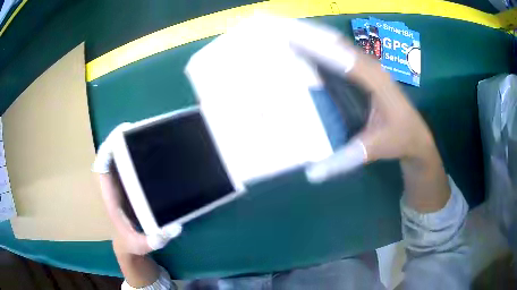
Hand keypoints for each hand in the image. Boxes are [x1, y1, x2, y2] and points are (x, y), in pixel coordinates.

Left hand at [93, 123, 181, 254]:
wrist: (126, 243)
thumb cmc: (130, 242)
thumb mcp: (141, 245)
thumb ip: (155, 240)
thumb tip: (175, 228)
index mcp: (110, 196)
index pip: (102, 167)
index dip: (108, 149)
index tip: (121, 133)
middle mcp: (113, 185)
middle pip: (111, 156)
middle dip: (121, 140)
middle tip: (140, 128)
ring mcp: (119, 184)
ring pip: (118, 158)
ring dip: (127, 145)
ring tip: (147, 134)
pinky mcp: (127, 186)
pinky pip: (126, 165)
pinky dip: (133, 155)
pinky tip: (150, 151)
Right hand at [289, 19, 449, 211]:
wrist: (417, 136)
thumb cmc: (399, 139)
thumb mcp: (374, 150)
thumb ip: (345, 159)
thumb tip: (311, 173)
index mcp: (376, 82)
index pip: (343, 59)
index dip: (317, 47)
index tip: (290, 37)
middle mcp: (373, 68)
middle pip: (338, 43)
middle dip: (311, 33)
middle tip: (282, 26)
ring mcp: (370, 67)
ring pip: (340, 45)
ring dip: (316, 36)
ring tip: (289, 31)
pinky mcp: (367, 71)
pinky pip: (342, 53)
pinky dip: (325, 46)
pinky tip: (309, 46)